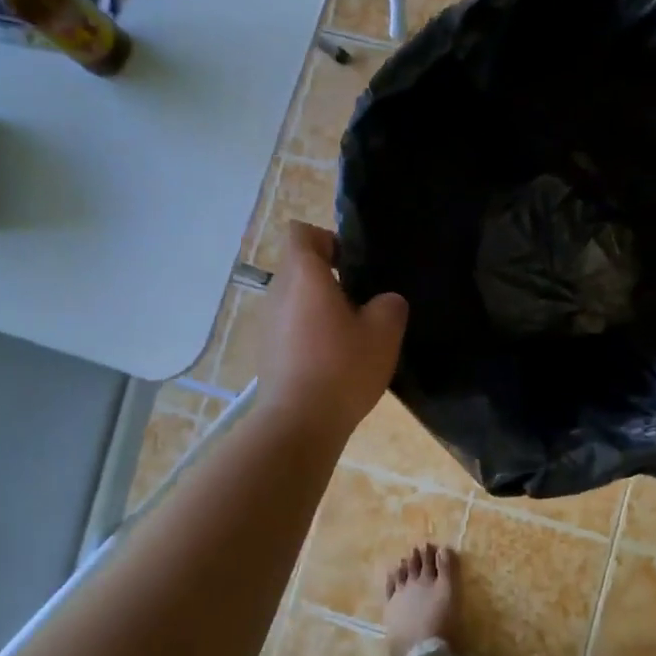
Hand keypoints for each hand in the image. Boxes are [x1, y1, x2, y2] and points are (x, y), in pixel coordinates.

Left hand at [257, 221, 408, 441]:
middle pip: (299, 268)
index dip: (327, 239)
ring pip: (295, 300)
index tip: (351, 264)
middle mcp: (277, 292)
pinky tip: (332, 362)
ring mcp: (266, 324)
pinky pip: (290, 328)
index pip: (302, 233)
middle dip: (328, 278)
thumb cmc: (342, 366)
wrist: (299, 423)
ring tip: (350, 336)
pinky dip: (309, 335)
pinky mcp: (266, 353)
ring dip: (319, 309)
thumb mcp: (384, 331)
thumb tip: (382, 302)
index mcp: (303, 275)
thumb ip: (389, 304)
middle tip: (362, 302)